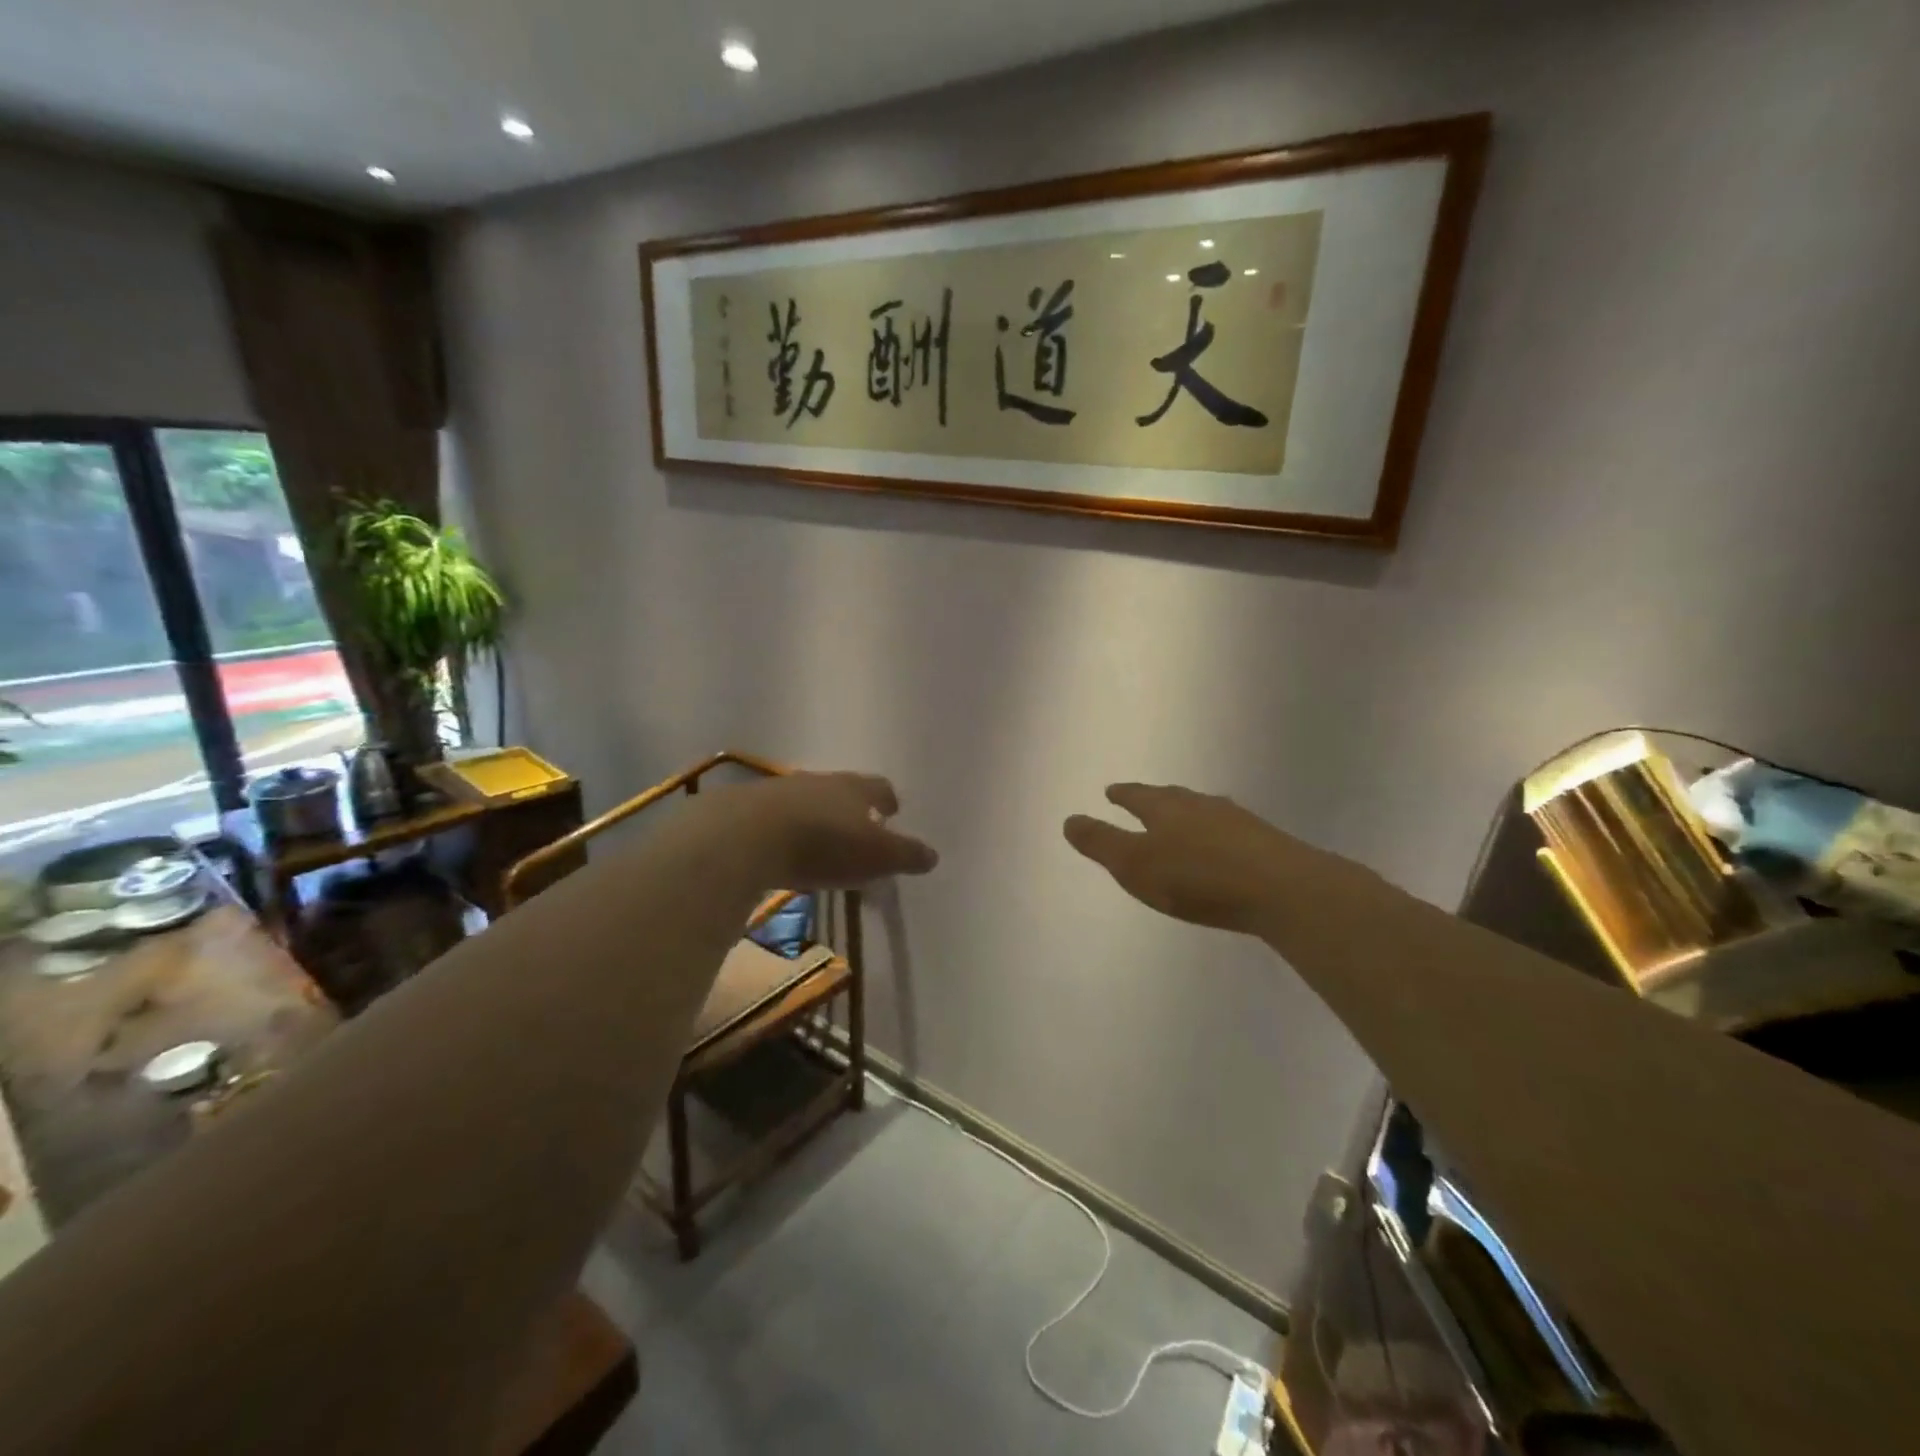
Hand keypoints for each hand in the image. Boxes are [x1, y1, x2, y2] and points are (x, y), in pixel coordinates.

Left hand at [717, 772, 937, 889]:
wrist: (745, 836)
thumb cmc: (824, 844)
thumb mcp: (876, 856)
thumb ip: (905, 855)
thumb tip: (933, 855)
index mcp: (855, 788)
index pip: (879, 787)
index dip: (888, 799)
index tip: (893, 810)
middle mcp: (819, 781)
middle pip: (841, 789)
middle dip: (851, 807)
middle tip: (858, 827)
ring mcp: (779, 791)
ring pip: (806, 800)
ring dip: (816, 817)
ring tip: (820, 841)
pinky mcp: (746, 809)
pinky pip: (774, 817)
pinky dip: (784, 830)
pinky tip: (782, 849)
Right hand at [1064, 783, 1356, 936]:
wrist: (1282, 889)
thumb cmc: (1197, 877)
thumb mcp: (1135, 864)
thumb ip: (1101, 843)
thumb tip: (1069, 819)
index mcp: (1165, 808)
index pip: (1137, 796)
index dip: (1122, 794)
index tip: (1111, 791)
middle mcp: (1200, 805)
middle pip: (1171, 798)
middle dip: (1154, 800)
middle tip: (1142, 799)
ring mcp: (1236, 821)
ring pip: (1203, 811)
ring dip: (1187, 815)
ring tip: (1180, 822)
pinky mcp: (1265, 842)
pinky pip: (1229, 831)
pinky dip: (1215, 835)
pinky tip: (1221, 848)